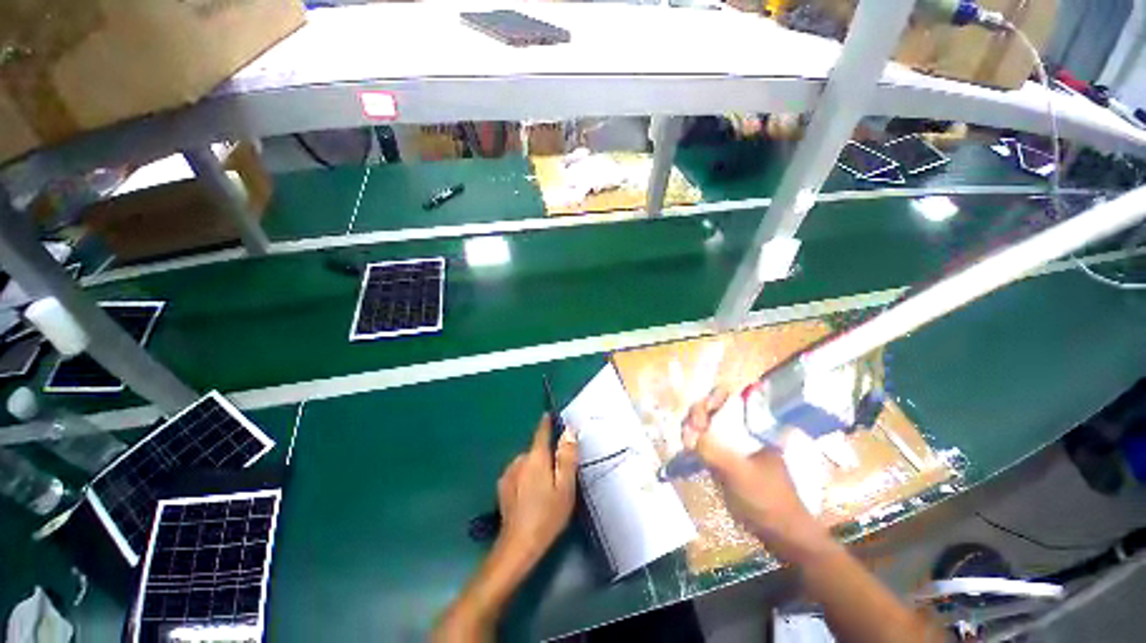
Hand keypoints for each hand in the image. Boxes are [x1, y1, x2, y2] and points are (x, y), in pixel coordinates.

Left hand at [433, 416, 577, 641]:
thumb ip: (567, 457)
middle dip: (546, 456)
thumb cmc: (548, 515)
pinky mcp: (502, 486)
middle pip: (536, 449)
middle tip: (557, 476)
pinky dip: (525, 477)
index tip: (550, 415)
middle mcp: (519, 459)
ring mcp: (508, 473)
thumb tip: (568, 431)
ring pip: (527, 462)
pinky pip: (518, 473)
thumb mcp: (565, 487)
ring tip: (544, 490)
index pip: (541, 432)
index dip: (547, 423)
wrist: (518, 545)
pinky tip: (530, 496)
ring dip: (535, 468)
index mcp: (536, 457)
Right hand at [682, 389, 834, 564]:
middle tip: (688, 433)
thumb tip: (690, 436)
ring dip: (693, 429)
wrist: (783, 534)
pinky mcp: (727, 460)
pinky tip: (688, 449)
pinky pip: (706, 443)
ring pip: (707, 426)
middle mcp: (743, 430)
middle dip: (697, 415)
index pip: (728, 398)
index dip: (710, 400)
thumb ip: (713, 451)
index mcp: (754, 426)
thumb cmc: (767, 499)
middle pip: (713, 410)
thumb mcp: (739, 473)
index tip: (699, 417)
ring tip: (686, 442)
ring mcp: (735, 445)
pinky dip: (695, 443)